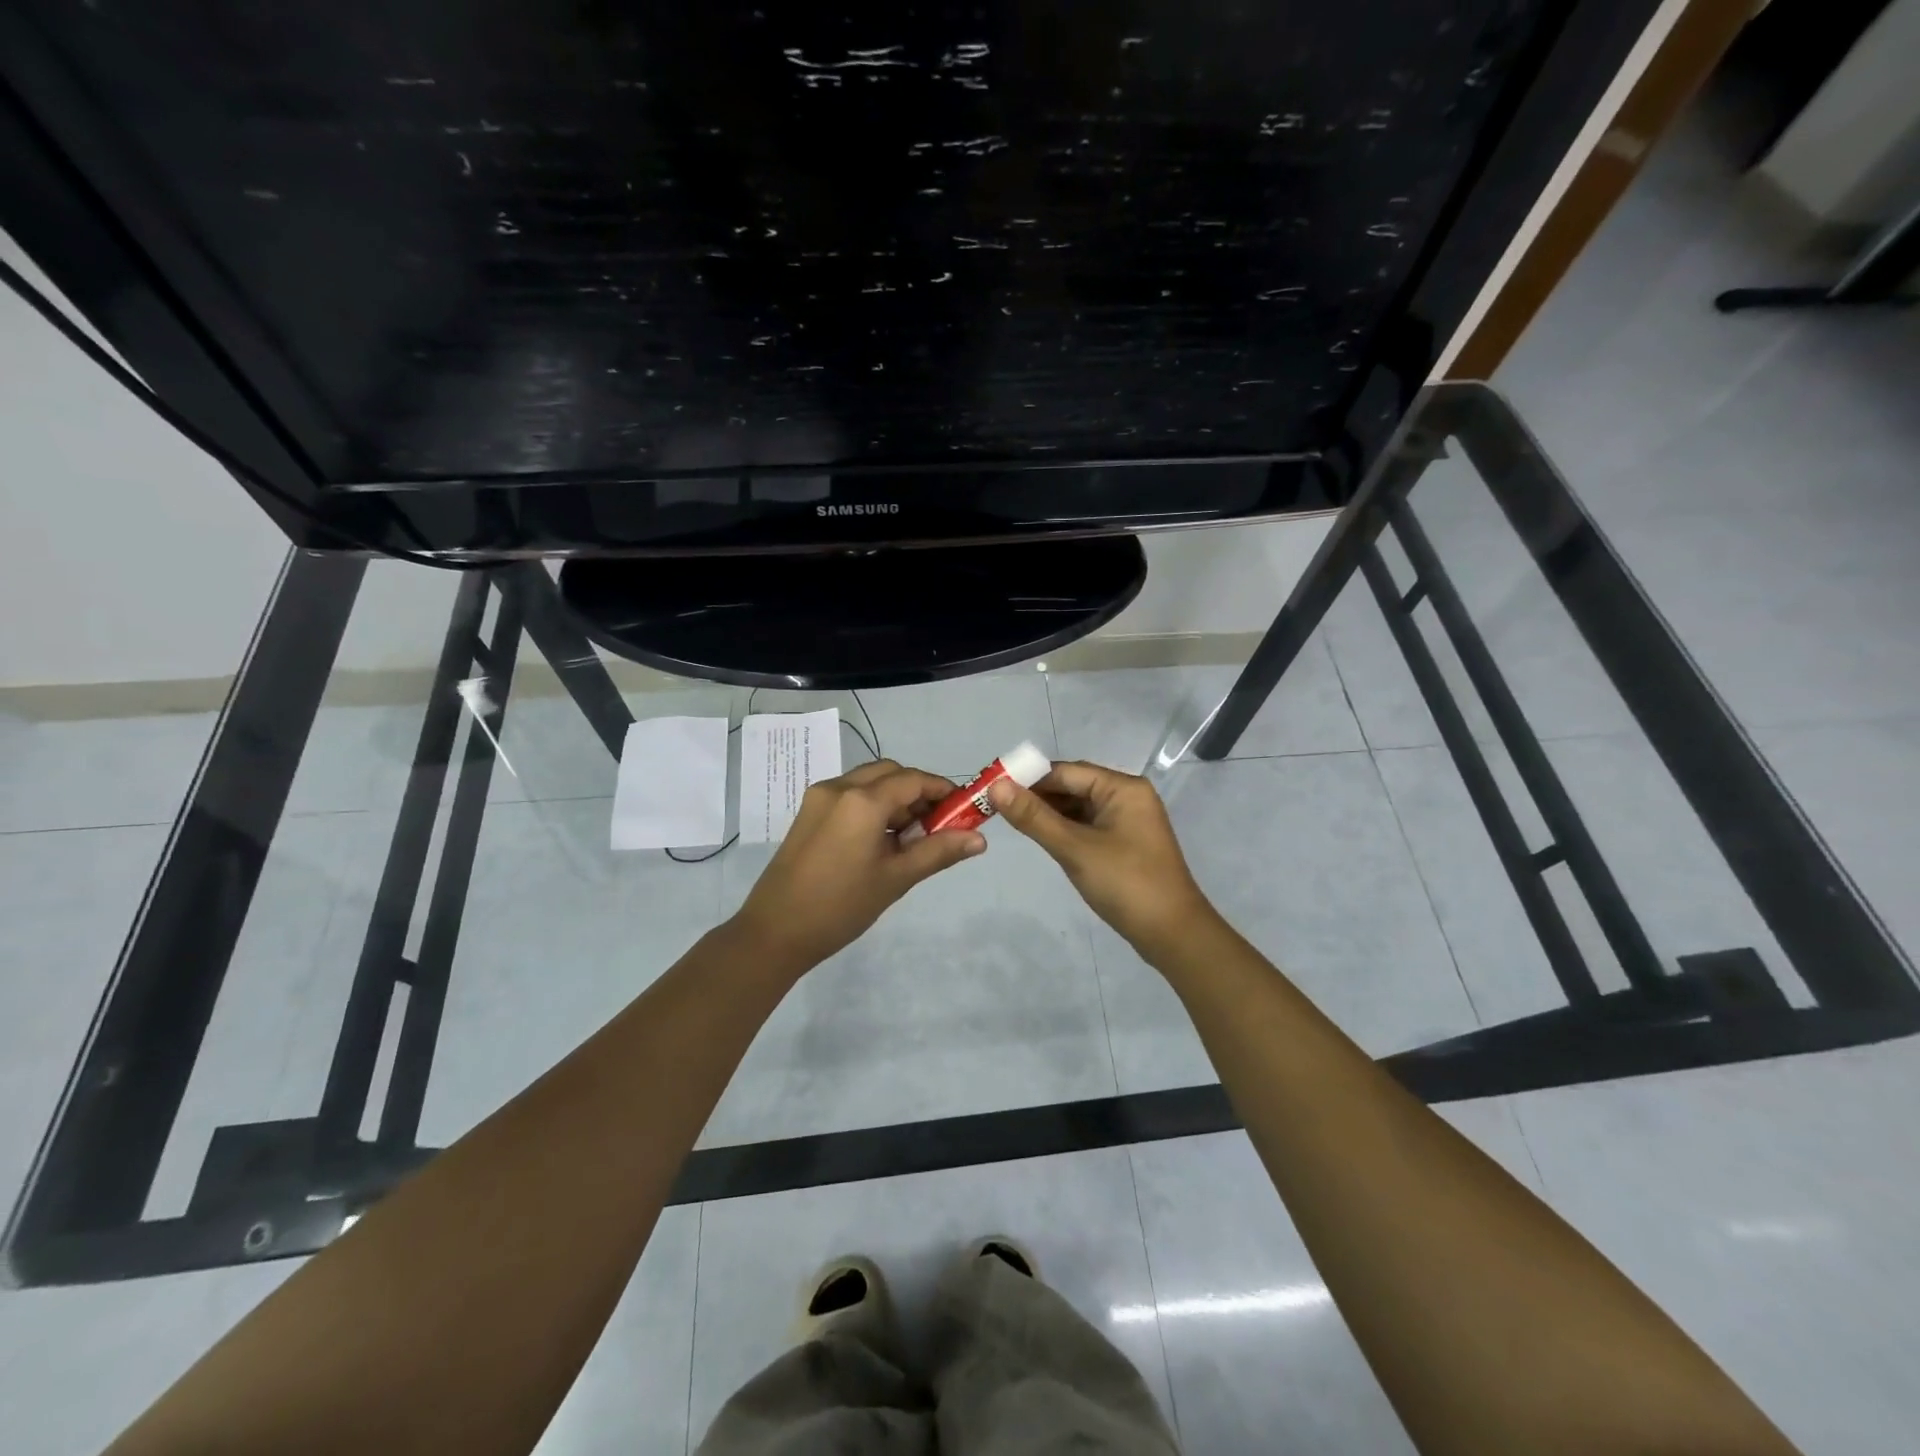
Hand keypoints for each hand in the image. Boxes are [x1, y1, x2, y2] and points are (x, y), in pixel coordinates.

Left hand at [732, 760, 985, 970]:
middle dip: (918, 792)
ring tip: (910, 838)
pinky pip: (850, 795)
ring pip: (869, 781)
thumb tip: (980, 839)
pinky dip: (872, 806)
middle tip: (937, 826)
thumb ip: (938, 852)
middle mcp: (839, 787)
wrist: (775, 932)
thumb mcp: (896, 879)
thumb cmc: (841, 906)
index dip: (943, 790)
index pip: (914, 779)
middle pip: (890, 773)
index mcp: (862, 800)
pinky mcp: (808, 812)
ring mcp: (819, 797)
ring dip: (895, 799)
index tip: (963, 811)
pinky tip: (880, 840)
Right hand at [988, 760, 1215, 958]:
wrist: (1172, 933)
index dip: (1028, 778)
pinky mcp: (1125, 842)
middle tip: (996, 806)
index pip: (1065, 771)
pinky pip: (1088, 825)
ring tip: (1011, 821)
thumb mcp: (1074, 848)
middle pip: (1073, 785)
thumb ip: (1034, 817)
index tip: (992, 789)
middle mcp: (1127, 796)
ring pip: (1079, 807)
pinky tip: (1042, 837)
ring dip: (1048, 813)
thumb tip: (996, 786)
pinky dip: (1064, 829)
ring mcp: (1128, 820)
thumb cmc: (1125, 883)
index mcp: (1122, 788)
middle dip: (1036, 795)